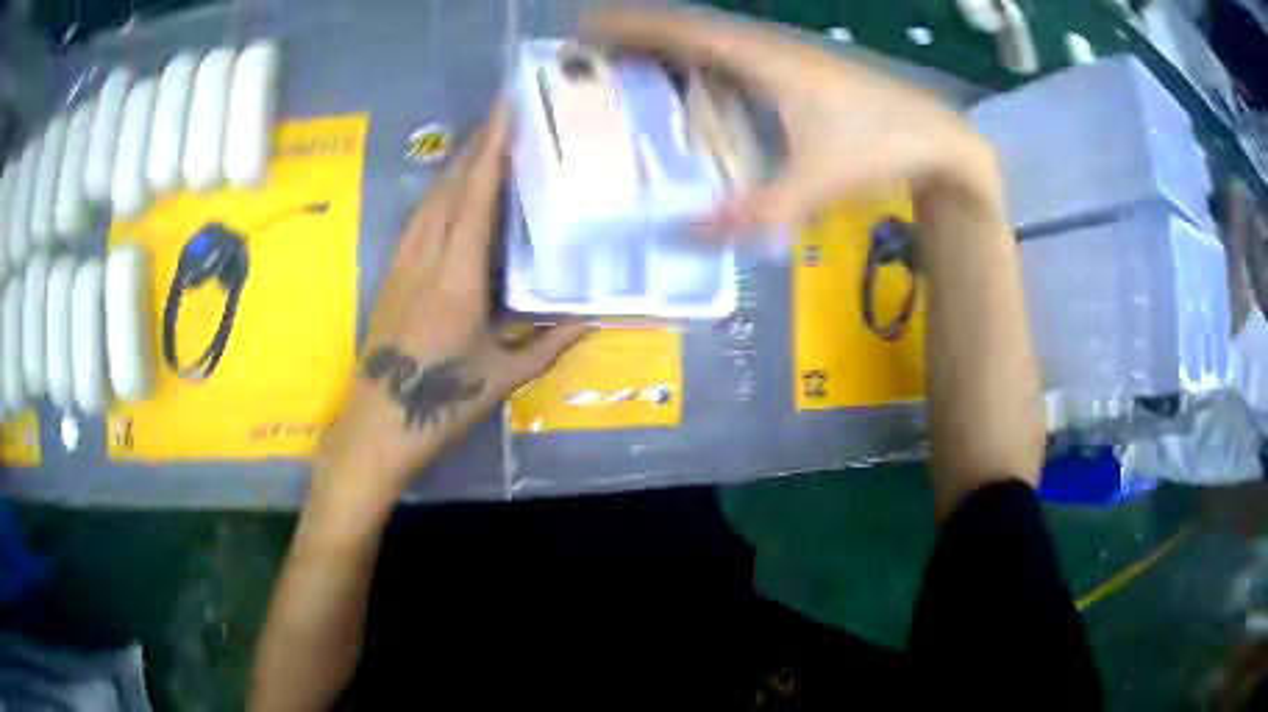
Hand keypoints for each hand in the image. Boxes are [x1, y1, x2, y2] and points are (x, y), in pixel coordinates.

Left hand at [312, 106, 587, 500]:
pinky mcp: (392, 277)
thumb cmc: (442, 404)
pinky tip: (450, 193)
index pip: (475, 200)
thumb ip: (548, 344)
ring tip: (482, 143)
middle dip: (476, 147)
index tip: (507, 113)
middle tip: (503, 115)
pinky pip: (417, 223)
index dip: (491, 153)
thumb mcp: (503, 378)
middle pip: (449, 190)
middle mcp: (427, 261)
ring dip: (455, 167)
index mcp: (458, 280)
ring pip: (429, 202)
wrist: (377, 427)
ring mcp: (404, 267)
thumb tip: (592, 318)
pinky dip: (438, 196)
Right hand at [584, 8, 998, 227]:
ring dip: (669, 42)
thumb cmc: (879, 146)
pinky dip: (700, 58)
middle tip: (593, 50)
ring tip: (628, 59)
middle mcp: (768, 46)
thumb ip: (755, 211)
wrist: (936, 135)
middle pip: (690, 28)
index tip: (584, 27)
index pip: (683, 32)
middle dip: (638, 33)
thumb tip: (688, 233)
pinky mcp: (799, 68)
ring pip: (713, 38)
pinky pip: (734, 53)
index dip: (631, 26)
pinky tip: (693, 78)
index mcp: (763, 60)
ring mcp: (786, 54)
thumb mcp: (816, 182)